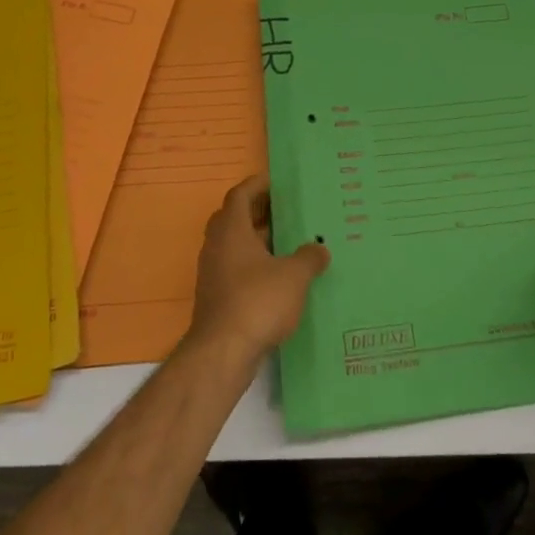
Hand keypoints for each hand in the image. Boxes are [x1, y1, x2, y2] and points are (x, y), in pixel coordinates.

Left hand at [186, 175, 329, 363]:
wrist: (222, 353)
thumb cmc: (258, 301)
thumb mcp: (294, 275)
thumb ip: (310, 257)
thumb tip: (320, 249)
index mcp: (231, 230)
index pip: (240, 194)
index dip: (258, 185)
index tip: (278, 182)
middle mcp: (217, 246)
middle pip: (236, 218)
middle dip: (261, 211)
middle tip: (288, 209)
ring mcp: (214, 273)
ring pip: (236, 246)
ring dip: (259, 240)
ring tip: (291, 241)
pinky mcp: (217, 298)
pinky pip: (237, 269)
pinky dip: (256, 265)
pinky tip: (281, 276)